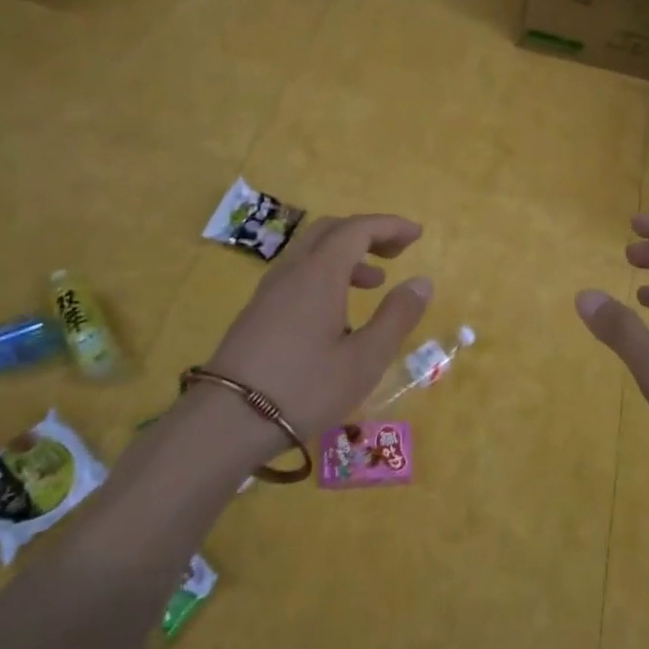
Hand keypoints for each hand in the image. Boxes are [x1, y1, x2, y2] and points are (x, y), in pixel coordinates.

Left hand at [205, 214, 432, 439]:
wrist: (226, 422)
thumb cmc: (304, 389)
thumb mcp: (364, 359)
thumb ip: (396, 317)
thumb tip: (422, 282)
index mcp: (319, 274)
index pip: (357, 229)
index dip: (390, 226)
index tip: (417, 235)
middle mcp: (292, 271)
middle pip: (331, 231)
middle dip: (367, 233)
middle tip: (396, 253)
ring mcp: (269, 291)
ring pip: (311, 252)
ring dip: (346, 255)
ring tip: (374, 282)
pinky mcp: (257, 312)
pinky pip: (297, 273)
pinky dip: (325, 273)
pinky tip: (337, 311)